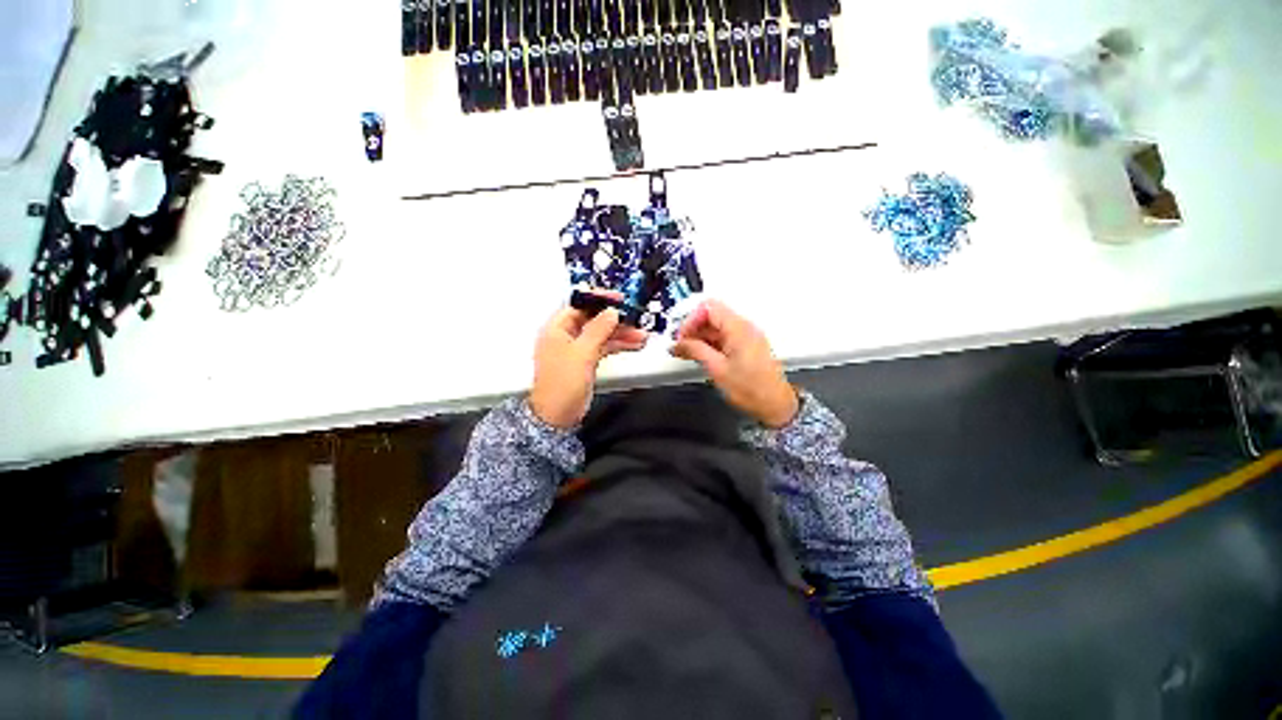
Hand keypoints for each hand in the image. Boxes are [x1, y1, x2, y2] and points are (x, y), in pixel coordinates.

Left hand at [530, 292, 647, 428]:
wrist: (558, 415)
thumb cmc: (562, 384)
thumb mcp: (582, 353)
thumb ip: (598, 329)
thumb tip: (611, 312)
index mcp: (556, 329)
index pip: (578, 305)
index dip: (598, 300)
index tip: (618, 299)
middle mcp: (565, 336)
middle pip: (593, 320)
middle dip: (614, 319)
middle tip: (634, 317)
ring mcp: (577, 350)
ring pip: (601, 334)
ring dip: (620, 333)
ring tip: (641, 334)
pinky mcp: (585, 361)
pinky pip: (603, 347)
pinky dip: (617, 345)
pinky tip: (633, 344)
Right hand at [671, 300, 798, 427]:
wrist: (775, 405)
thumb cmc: (750, 389)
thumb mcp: (717, 369)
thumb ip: (695, 350)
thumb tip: (677, 343)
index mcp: (738, 328)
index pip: (708, 307)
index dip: (691, 320)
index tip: (681, 338)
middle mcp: (744, 327)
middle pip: (712, 315)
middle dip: (693, 329)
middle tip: (680, 346)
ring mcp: (746, 336)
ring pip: (716, 327)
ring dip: (699, 337)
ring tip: (685, 353)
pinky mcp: (746, 346)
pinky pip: (723, 337)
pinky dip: (709, 344)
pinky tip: (698, 356)